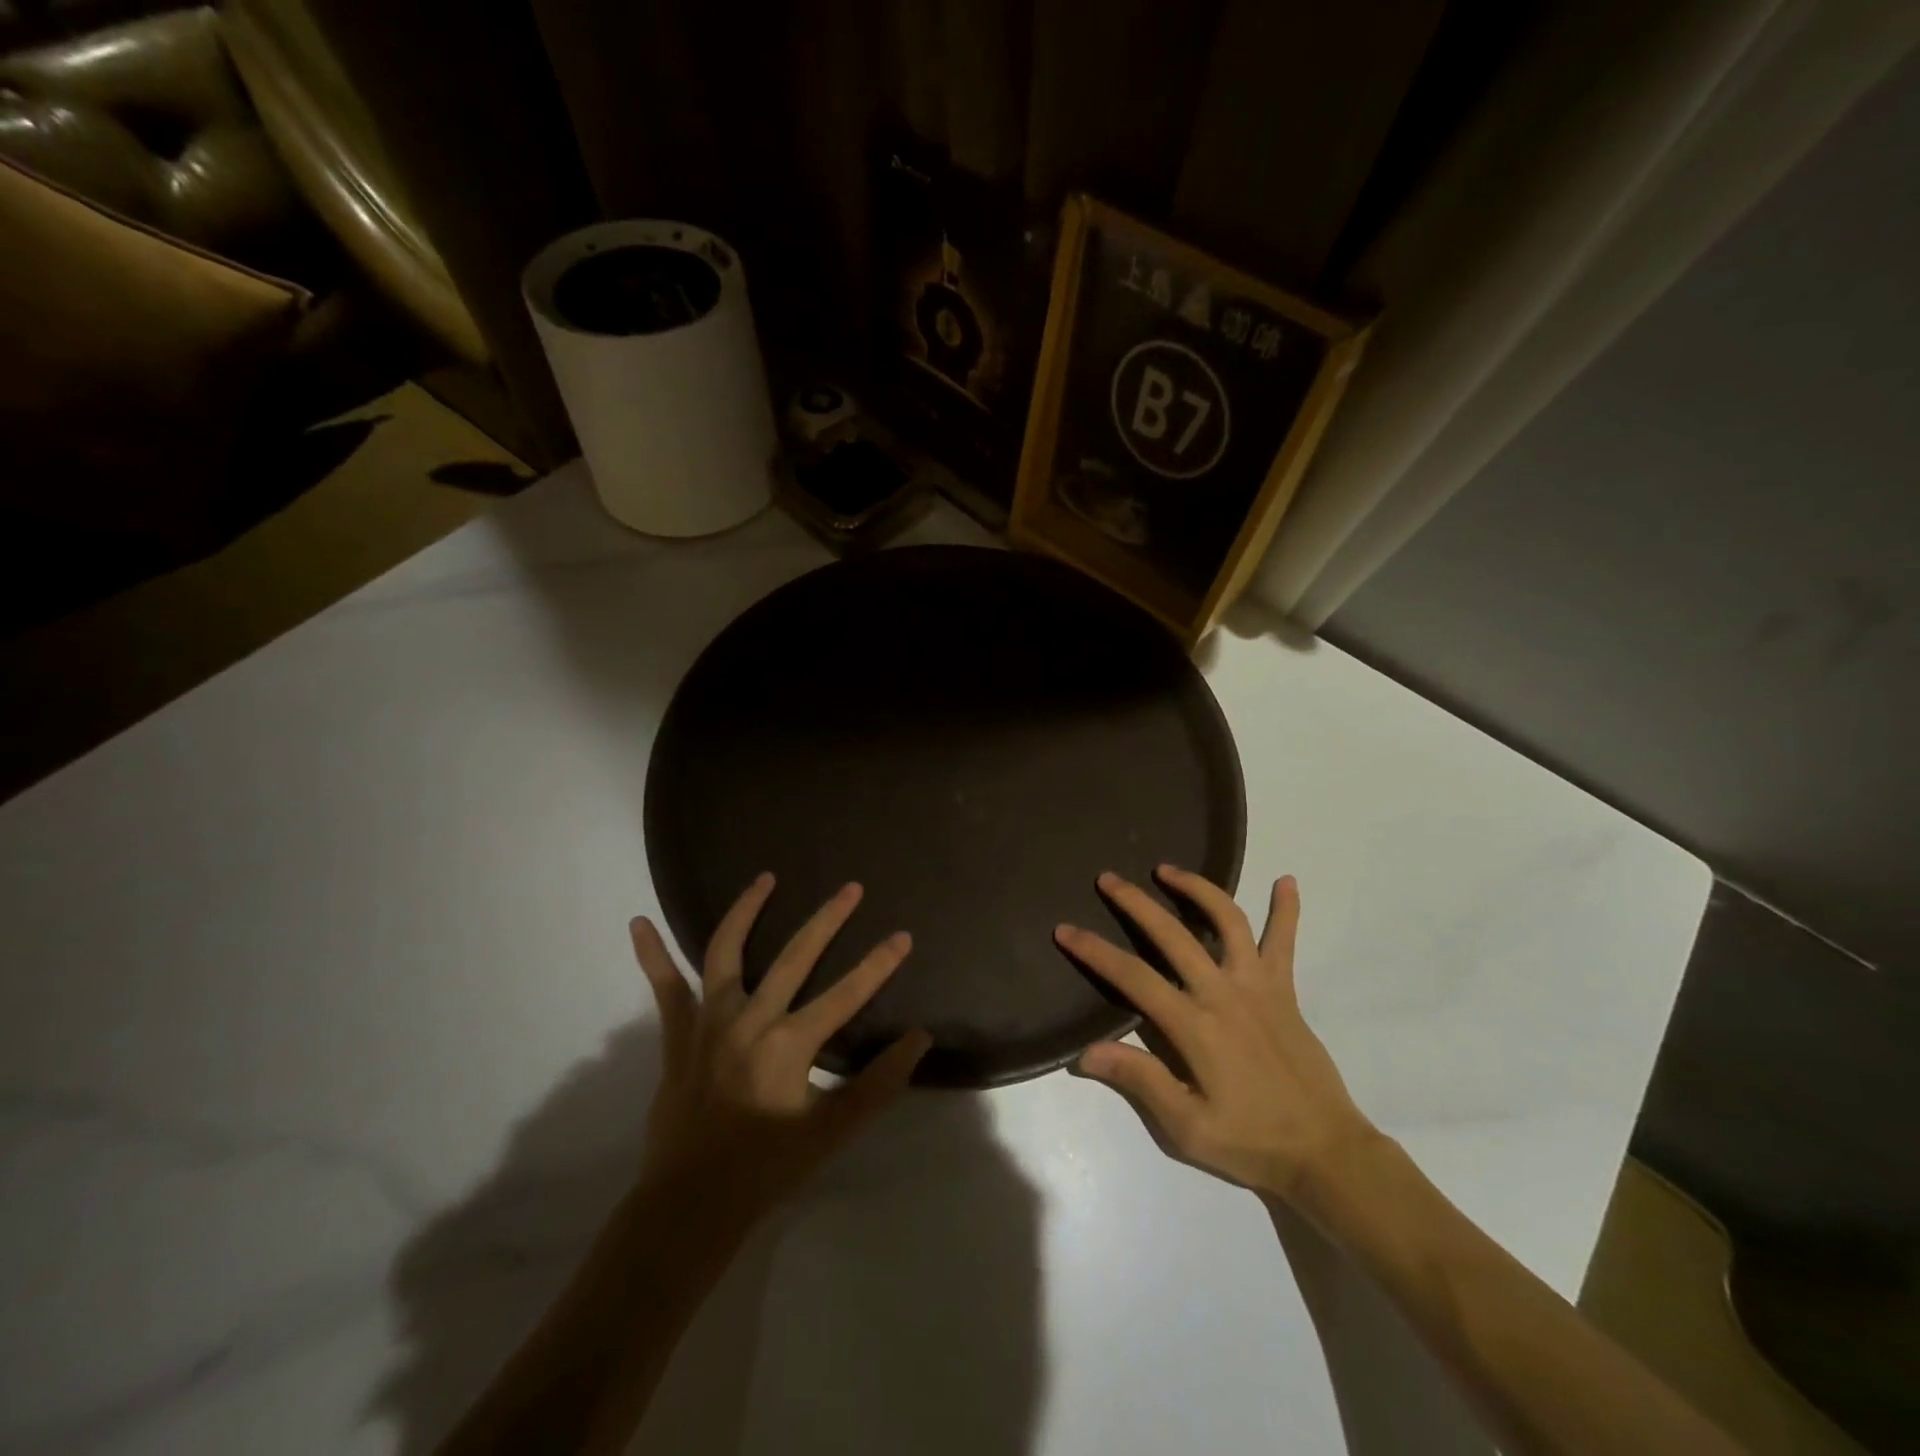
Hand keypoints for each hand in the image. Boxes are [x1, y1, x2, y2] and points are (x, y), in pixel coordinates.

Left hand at [629, 873, 929, 1233]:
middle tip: (851, 888)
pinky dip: (650, 955)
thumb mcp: (834, 1131)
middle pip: (796, 956)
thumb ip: (879, 1083)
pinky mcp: (679, 1035)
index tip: (903, 936)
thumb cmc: (767, 1168)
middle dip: (827, 919)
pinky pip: (663, 989)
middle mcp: (750, 1019)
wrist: (690, 1205)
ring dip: (746, 911)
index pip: (847, 993)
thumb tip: (919, 1038)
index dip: (879, 964)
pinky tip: (637, 923)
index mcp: (790, 1043)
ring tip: (765, 878)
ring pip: (726, 952)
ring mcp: (710, 1022)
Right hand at [1058, 867, 1376, 1204]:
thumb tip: (1085, 1052)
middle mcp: (1224, 993)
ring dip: (1197, 889)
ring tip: (1168, 869)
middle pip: (1173, 935)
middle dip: (1135, 903)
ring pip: (1227, 921)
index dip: (1095, 952)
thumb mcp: (1188, 1127)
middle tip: (1108, 879)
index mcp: (1196, 1027)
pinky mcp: (1285, 990)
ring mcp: (1258, 986)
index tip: (1065, 930)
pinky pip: (1285, 942)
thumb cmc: (1251, 1142)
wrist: (1326, 1152)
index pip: (1134, 978)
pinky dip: (1287, 910)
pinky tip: (1287, 881)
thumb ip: (1140, 1081)